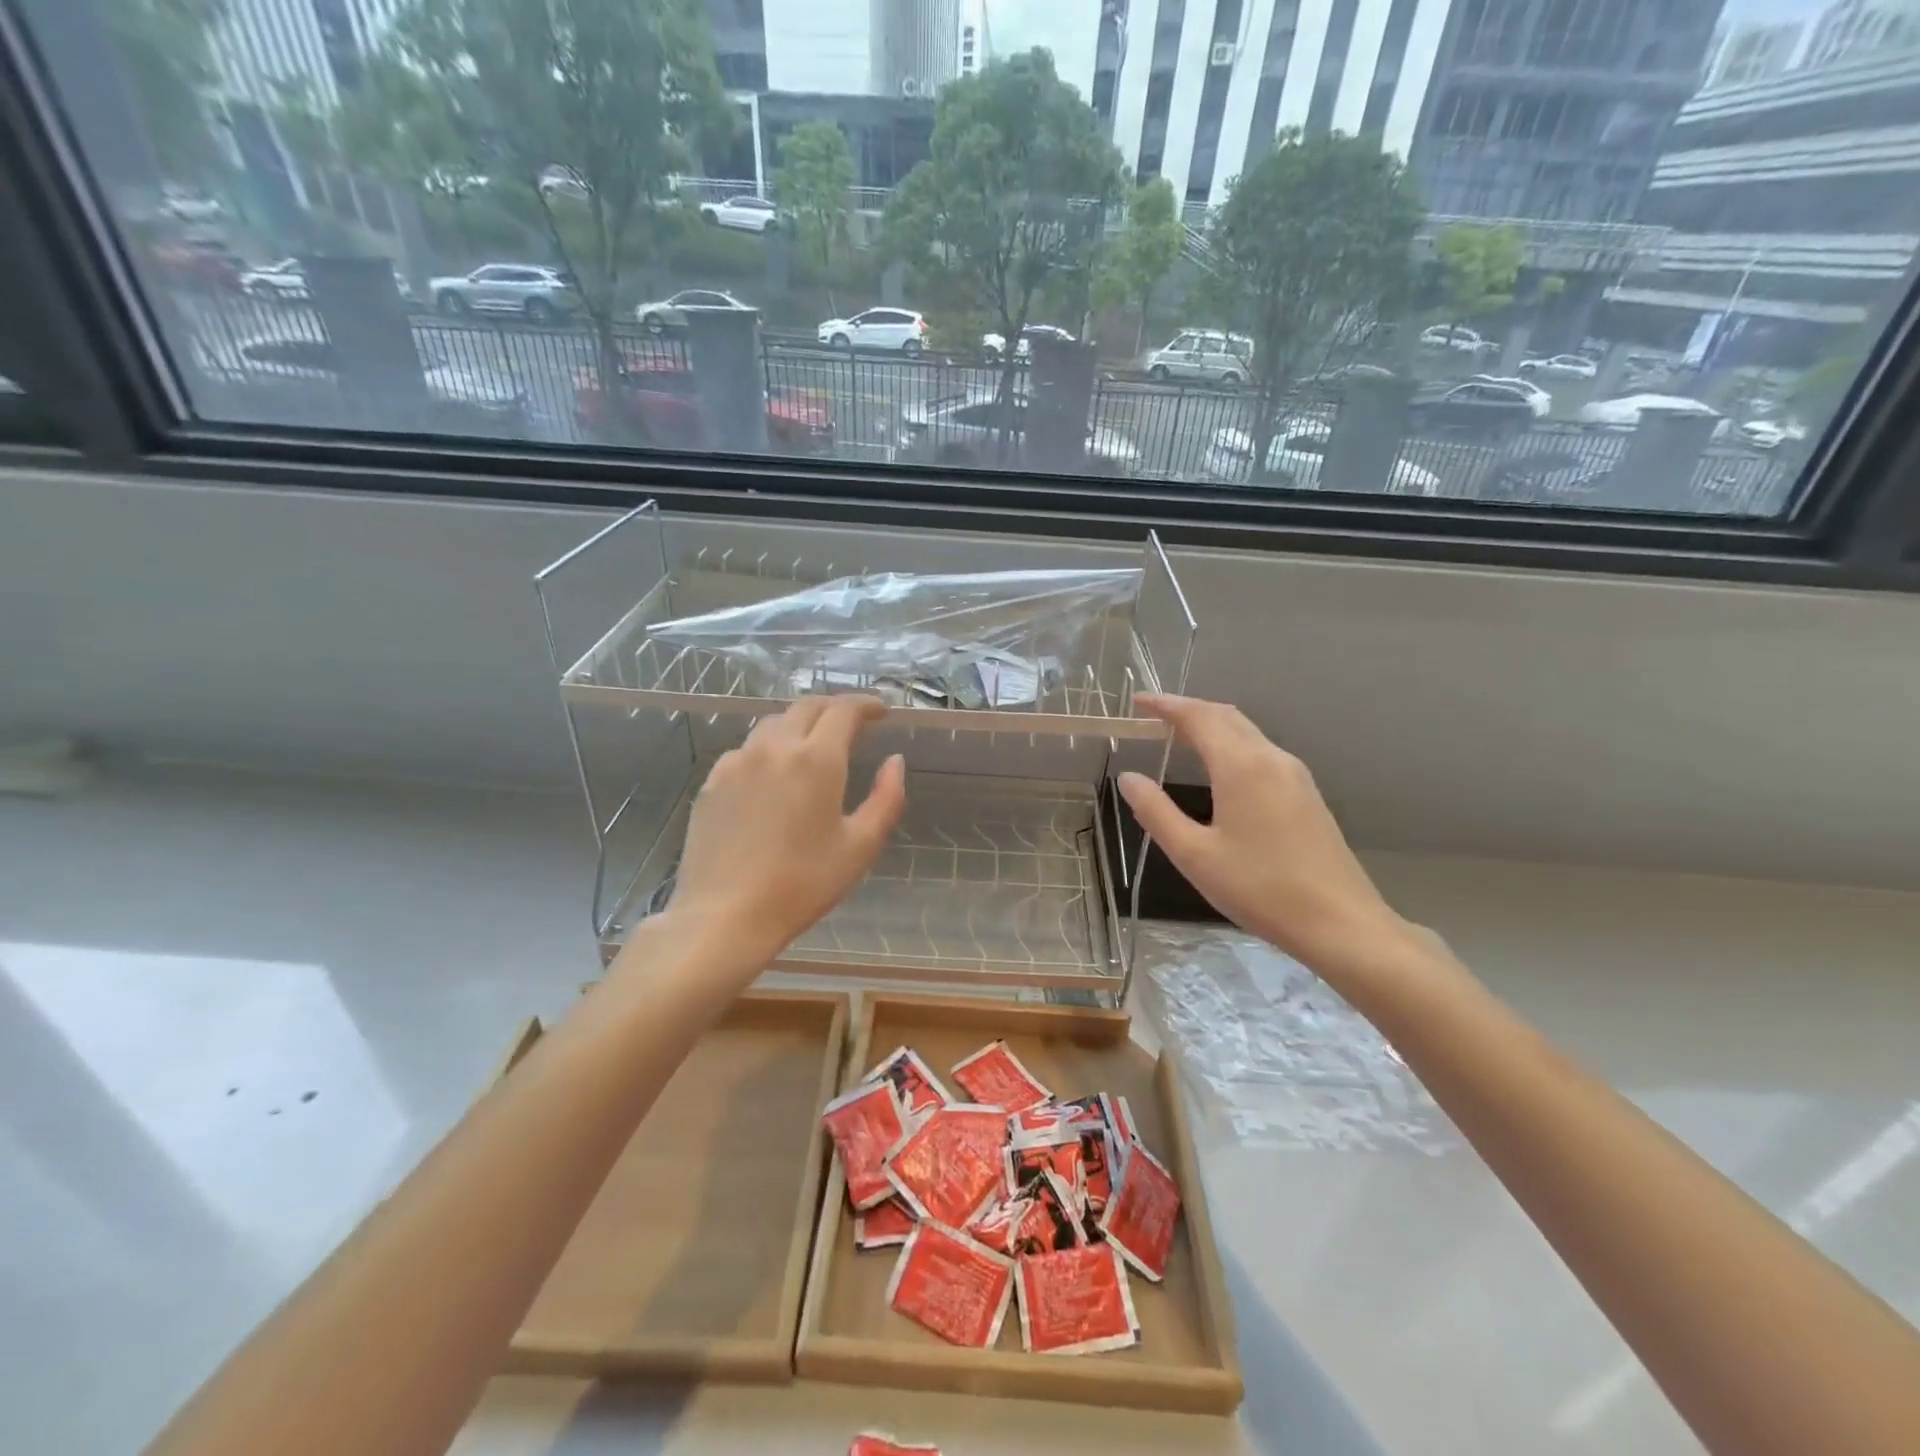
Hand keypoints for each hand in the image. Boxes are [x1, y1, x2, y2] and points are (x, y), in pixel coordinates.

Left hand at [666, 695, 904, 975]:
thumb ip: (887, 798)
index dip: (866, 705)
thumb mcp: (860, 846)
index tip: (881, 711)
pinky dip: (770, 749)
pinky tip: (774, 775)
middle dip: (834, 708)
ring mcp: (737, 761)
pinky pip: (747, 749)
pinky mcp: (712, 781)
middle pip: (806, 707)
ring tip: (814, 744)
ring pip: (773, 724)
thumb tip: (894, 761)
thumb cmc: (802, 885)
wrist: (725, 916)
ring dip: (800, 724)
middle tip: (853, 722)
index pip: (843, 711)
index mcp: (816, 760)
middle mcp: (774, 747)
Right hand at [1118, 695, 1413, 980]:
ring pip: (1247, 732)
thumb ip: (1156, 811)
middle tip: (1152, 717)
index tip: (1137, 702)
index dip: (1165, 705)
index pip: (1198, 717)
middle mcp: (1271, 758)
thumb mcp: (1193, 854)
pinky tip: (1218, 768)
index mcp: (1241, 766)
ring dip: (1211, 726)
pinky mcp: (1307, 794)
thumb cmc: (1259, 888)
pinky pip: (1261, 752)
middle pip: (1225, 716)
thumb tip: (1128, 778)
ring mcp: (1294, 775)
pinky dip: (1231, 744)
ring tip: (1178, 737)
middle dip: (1187, 710)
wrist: (1340, 922)